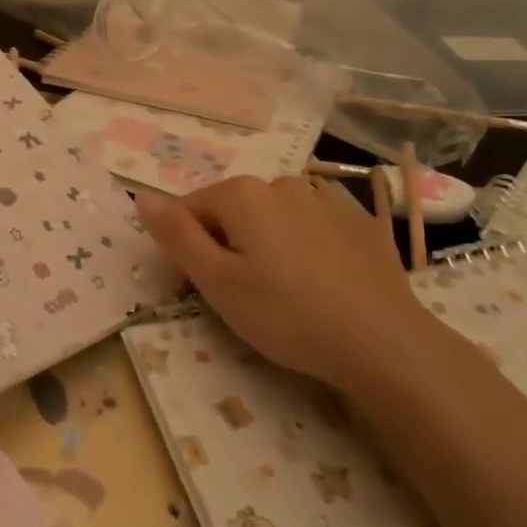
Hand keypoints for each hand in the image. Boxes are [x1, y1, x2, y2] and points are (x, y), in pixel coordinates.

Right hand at [136, 176, 440, 390]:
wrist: (384, 343)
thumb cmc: (286, 314)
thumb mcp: (217, 283)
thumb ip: (176, 236)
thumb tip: (142, 198)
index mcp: (242, 194)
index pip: (191, 209)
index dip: (190, 247)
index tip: (208, 286)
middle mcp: (282, 183)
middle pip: (234, 210)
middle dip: (230, 243)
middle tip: (247, 294)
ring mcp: (326, 198)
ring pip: (275, 216)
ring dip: (268, 242)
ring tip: (287, 290)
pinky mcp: (360, 221)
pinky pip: (314, 225)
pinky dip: (307, 244)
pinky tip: (322, 281)